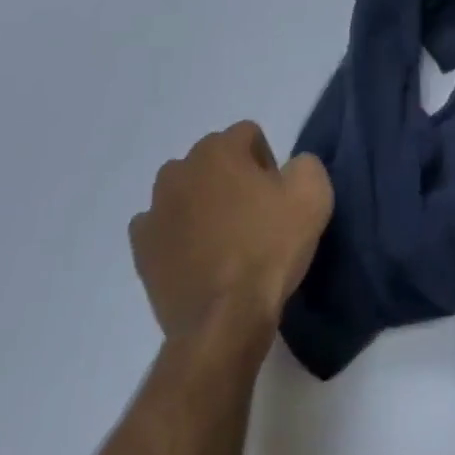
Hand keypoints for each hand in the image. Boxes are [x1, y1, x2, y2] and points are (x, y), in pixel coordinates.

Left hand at [129, 121, 333, 340]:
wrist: (224, 319)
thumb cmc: (269, 247)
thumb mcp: (314, 193)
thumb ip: (305, 163)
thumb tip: (290, 168)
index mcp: (218, 149)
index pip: (248, 135)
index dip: (268, 161)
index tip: (277, 195)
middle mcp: (179, 170)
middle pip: (214, 160)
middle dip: (232, 178)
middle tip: (254, 215)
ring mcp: (154, 210)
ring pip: (186, 191)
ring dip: (203, 203)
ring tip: (225, 238)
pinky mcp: (141, 248)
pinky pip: (163, 226)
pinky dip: (179, 234)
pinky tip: (198, 256)